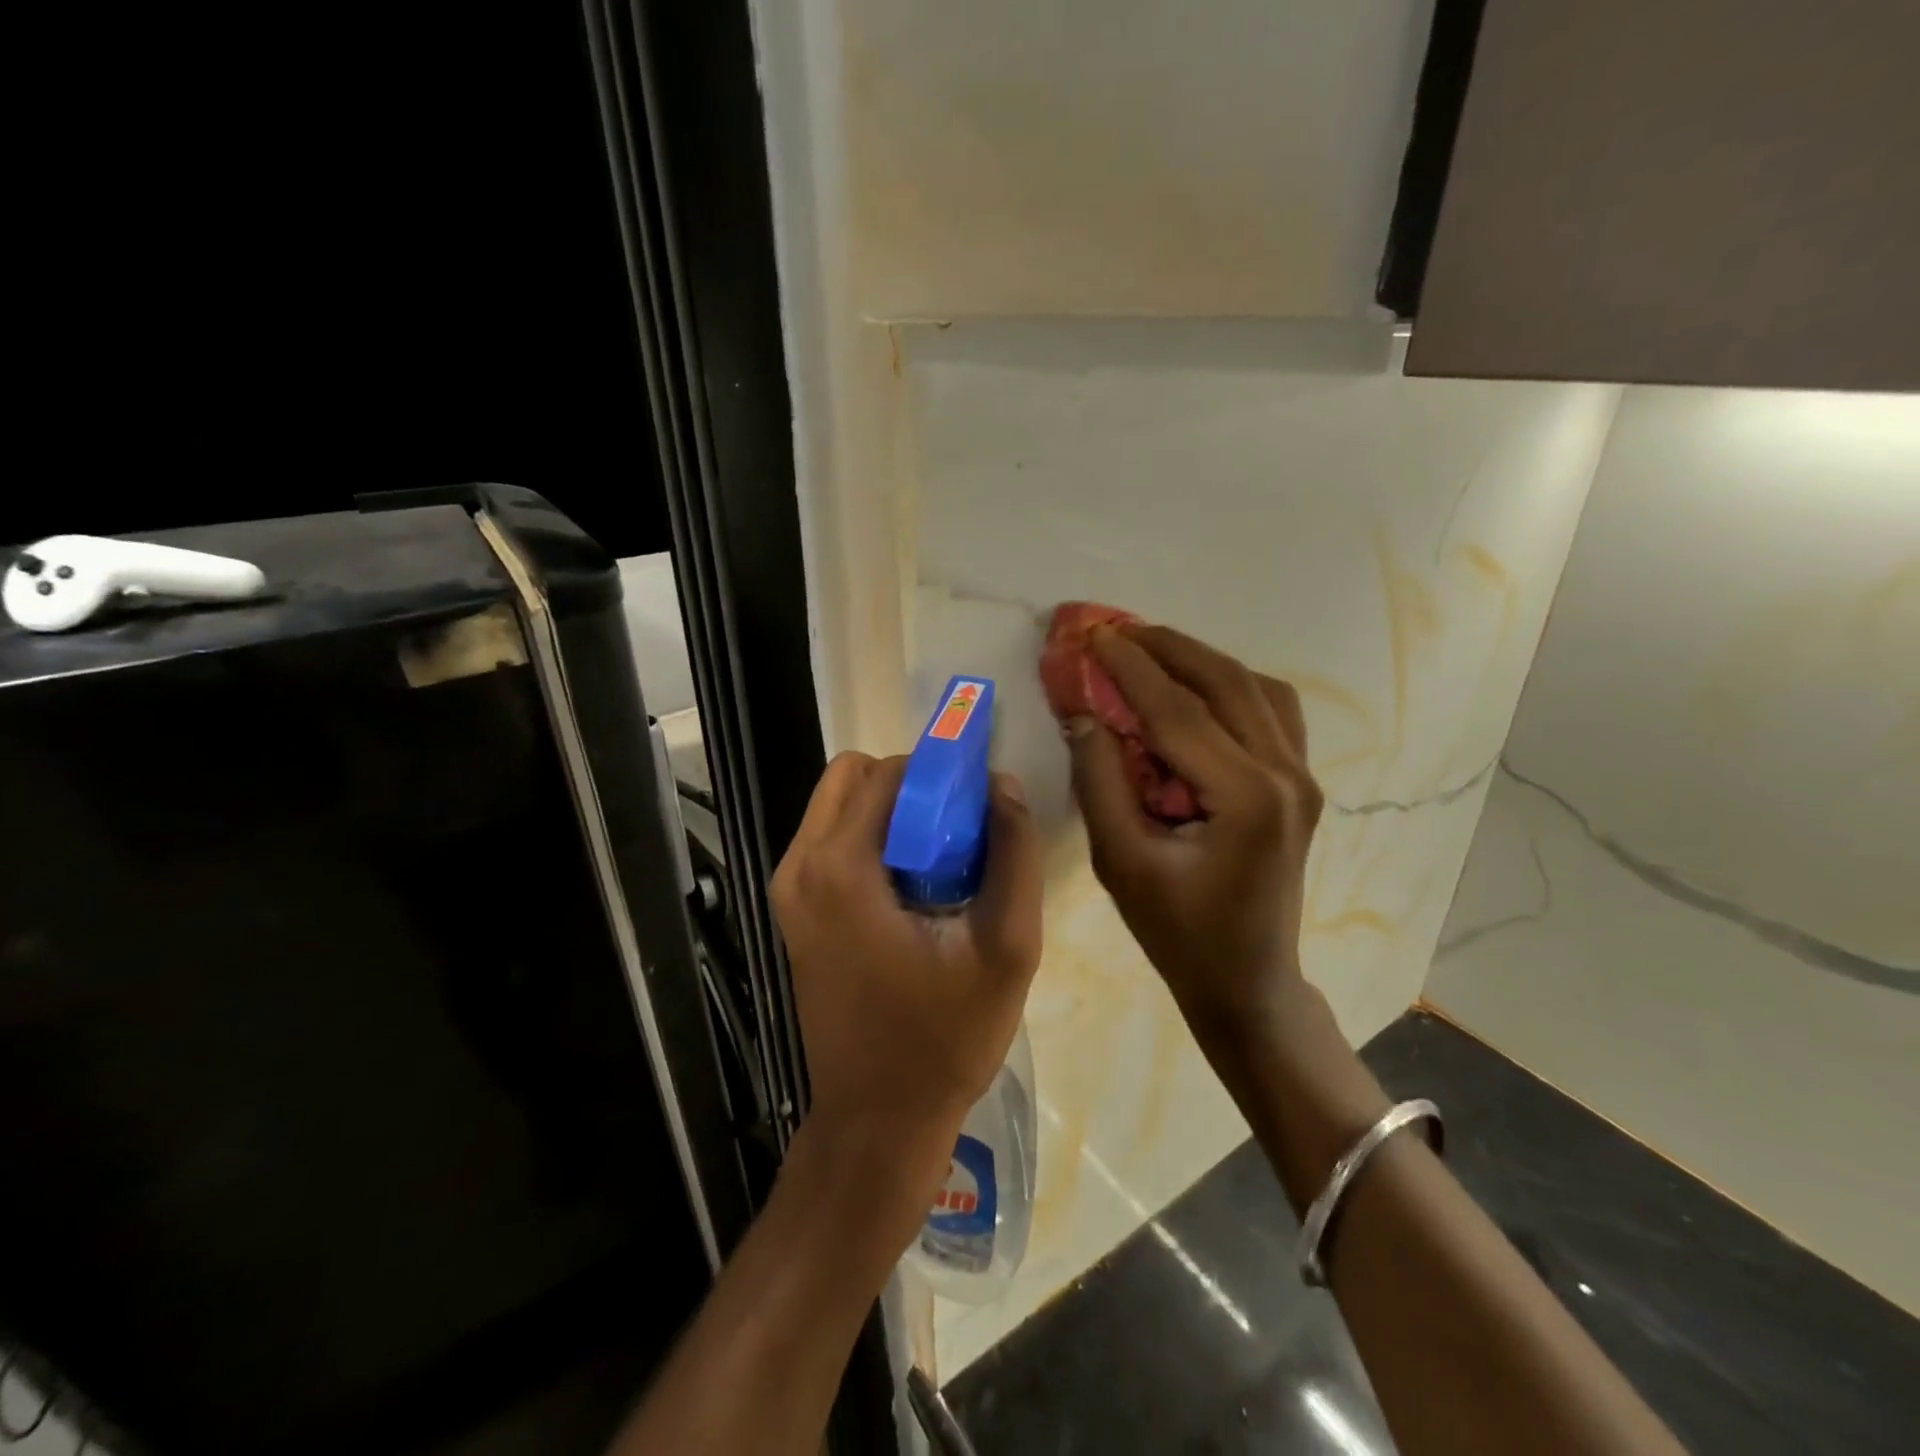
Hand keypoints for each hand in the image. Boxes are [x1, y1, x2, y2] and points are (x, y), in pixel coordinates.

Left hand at [772, 752, 1043, 1206]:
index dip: (940, 772)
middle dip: (912, 786)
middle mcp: (800, 866)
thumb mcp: (1007, 947)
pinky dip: (873, 839)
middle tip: (960, 830)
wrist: (879, 1120)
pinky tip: (913, 887)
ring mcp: (788, 889)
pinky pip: (831, 840)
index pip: (889, 772)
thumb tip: (1002, 785)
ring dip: (892, 812)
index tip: (979, 803)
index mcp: (840, 867)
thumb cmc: (944, 1038)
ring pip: (839, 804)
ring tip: (941, 860)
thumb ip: (1014, 854)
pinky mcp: (793, 911)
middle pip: (854, 776)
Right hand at [1063, 624, 1322, 1028]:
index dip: (1129, 668)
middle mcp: (1286, 774)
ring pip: (1255, 687)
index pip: (1177, 710)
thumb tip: (1082, 713)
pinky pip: (1271, 709)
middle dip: (1166, 647)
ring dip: (1200, 659)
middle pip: (1224, 682)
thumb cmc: (1178, 932)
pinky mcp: (1301, 783)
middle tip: (1116, 629)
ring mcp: (1302, 776)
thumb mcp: (1122, 862)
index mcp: (1246, 797)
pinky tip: (1196, 688)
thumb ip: (1099, 781)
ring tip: (1150, 650)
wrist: (1247, 981)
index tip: (1091, 636)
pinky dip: (1231, 684)